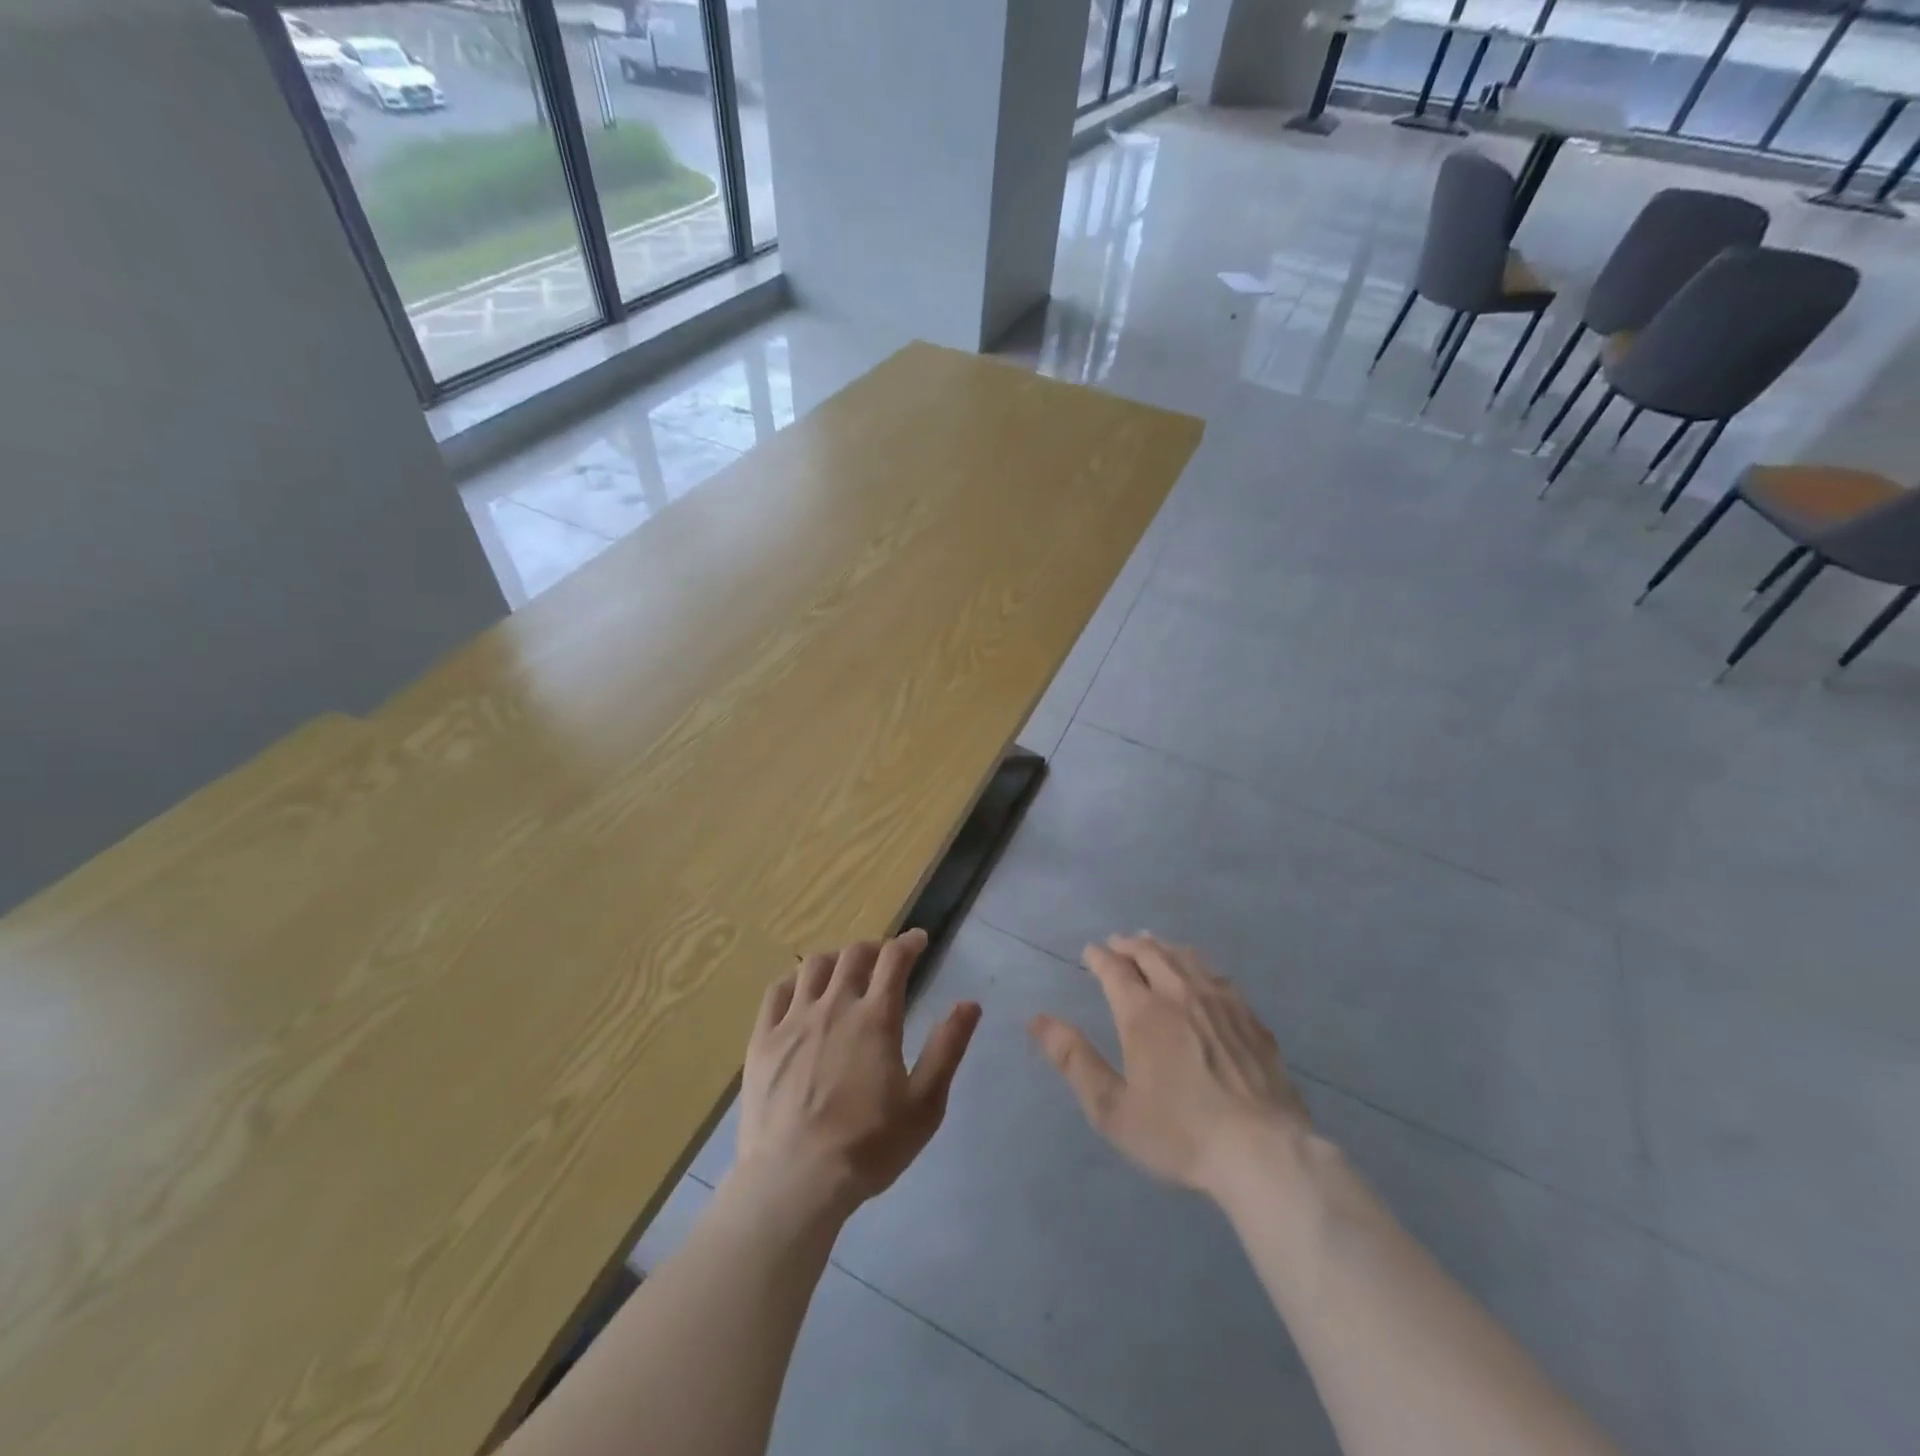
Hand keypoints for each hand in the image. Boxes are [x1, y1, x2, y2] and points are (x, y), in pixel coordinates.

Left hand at [738, 929, 980, 1216]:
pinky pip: (777, 991)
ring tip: (844, 971)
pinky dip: (795, 980)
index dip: (909, 943)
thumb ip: (947, 1048)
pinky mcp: (763, 1040)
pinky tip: (801, 991)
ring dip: (835, 959)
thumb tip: (969, 1004)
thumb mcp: (924, 1104)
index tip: (919, 940)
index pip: (894, 960)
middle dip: (874, 948)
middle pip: (853, 955)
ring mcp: (793, 1020)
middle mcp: (834, 1006)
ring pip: (814, 966)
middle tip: (884, 959)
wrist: (795, 1181)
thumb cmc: (868, 1146)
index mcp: (875, 1019)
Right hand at [1030, 933, 1309, 1199]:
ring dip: (1164, 947)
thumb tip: (1037, 1020)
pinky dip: (1199, 965)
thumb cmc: (1180, 1133)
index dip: (1099, 957)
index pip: (1114, 969)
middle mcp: (1180, 994)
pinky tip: (1202, 973)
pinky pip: (1218, 976)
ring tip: (1153, 944)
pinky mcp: (1250, 1018)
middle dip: (1129, 945)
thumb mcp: (1113, 1108)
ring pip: (1186, 958)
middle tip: (1118, 942)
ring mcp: (1220, 1003)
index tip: (1090, 951)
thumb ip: (1074, 1060)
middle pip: (1151, 954)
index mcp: (1142, 1013)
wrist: (1263, 1152)